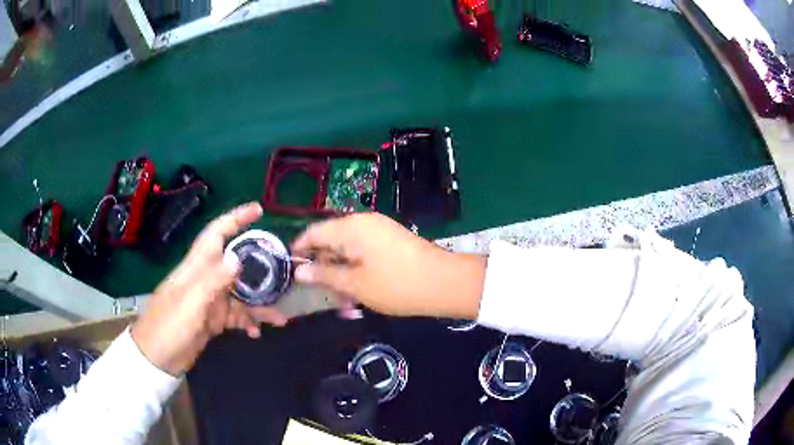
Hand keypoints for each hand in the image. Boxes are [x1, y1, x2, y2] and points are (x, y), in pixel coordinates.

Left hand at [131, 202, 287, 375]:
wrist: (158, 358)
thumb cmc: (169, 326)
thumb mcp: (191, 303)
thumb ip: (213, 280)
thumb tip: (238, 256)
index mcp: (197, 267)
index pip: (217, 233)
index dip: (236, 218)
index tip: (258, 210)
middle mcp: (206, 278)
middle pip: (236, 263)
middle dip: (259, 265)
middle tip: (283, 270)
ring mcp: (210, 300)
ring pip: (241, 294)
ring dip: (260, 304)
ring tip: (280, 318)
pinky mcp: (213, 319)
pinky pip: (236, 315)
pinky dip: (248, 322)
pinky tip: (256, 332)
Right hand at [292, 213, 486, 318]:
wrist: (445, 283)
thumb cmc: (396, 285)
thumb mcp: (355, 284)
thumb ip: (324, 275)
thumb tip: (299, 271)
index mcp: (350, 227)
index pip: (313, 232)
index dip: (299, 249)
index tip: (290, 269)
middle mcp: (363, 222)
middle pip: (331, 240)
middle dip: (323, 267)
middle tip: (321, 293)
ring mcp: (380, 229)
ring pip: (348, 249)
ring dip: (342, 272)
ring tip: (345, 300)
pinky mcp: (391, 239)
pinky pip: (365, 251)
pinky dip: (358, 269)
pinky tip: (361, 291)